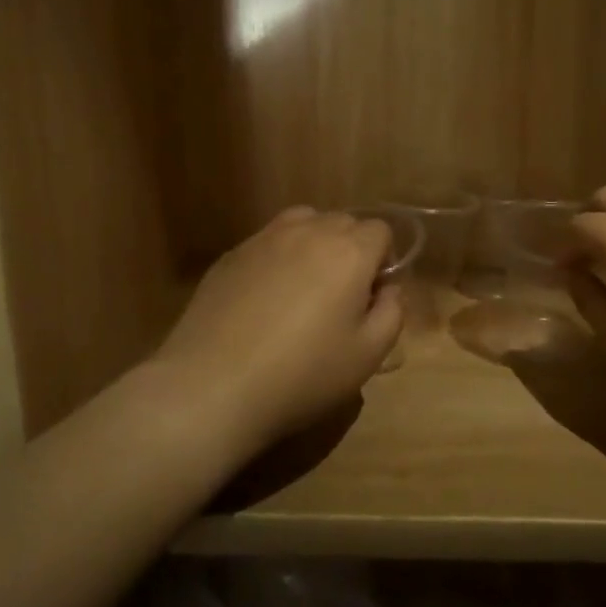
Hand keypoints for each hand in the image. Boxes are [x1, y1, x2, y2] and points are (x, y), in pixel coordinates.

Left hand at [156, 207, 403, 446]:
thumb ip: (391, 313)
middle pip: (342, 222)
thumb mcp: (367, 355)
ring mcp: (263, 239)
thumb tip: (387, 289)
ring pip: (302, 223)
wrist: (214, 384)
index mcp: (349, 251)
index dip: (383, 261)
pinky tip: (264, 301)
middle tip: (341, 298)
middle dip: (351, 250)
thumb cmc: (303, 373)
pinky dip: (277, 258)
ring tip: (304, 289)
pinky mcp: (230, 255)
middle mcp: (307, 231)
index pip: (380, 230)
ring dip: (313, 245)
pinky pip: (267, 242)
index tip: (372, 297)